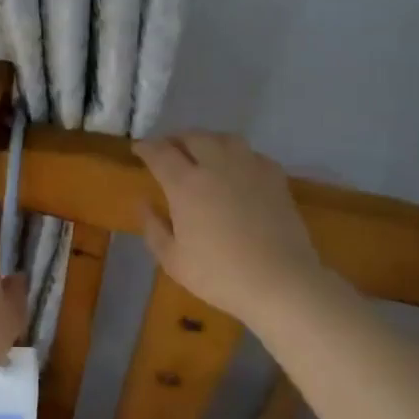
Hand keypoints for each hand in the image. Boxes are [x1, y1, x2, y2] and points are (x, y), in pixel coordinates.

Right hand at [134, 133, 334, 327]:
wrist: (280, 281)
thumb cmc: (219, 274)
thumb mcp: (173, 259)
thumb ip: (153, 228)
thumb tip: (144, 203)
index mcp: (185, 184)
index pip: (160, 153)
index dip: (146, 147)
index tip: (138, 148)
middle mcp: (216, 166)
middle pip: (193, 137)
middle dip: (176, 139)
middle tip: (168, 149)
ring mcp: (249, 168)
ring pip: (225, 138)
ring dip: (207, 140)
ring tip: (202, 151)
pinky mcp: (275, 178)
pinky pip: (251, 153)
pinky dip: (237, 154)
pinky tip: (236, 168)